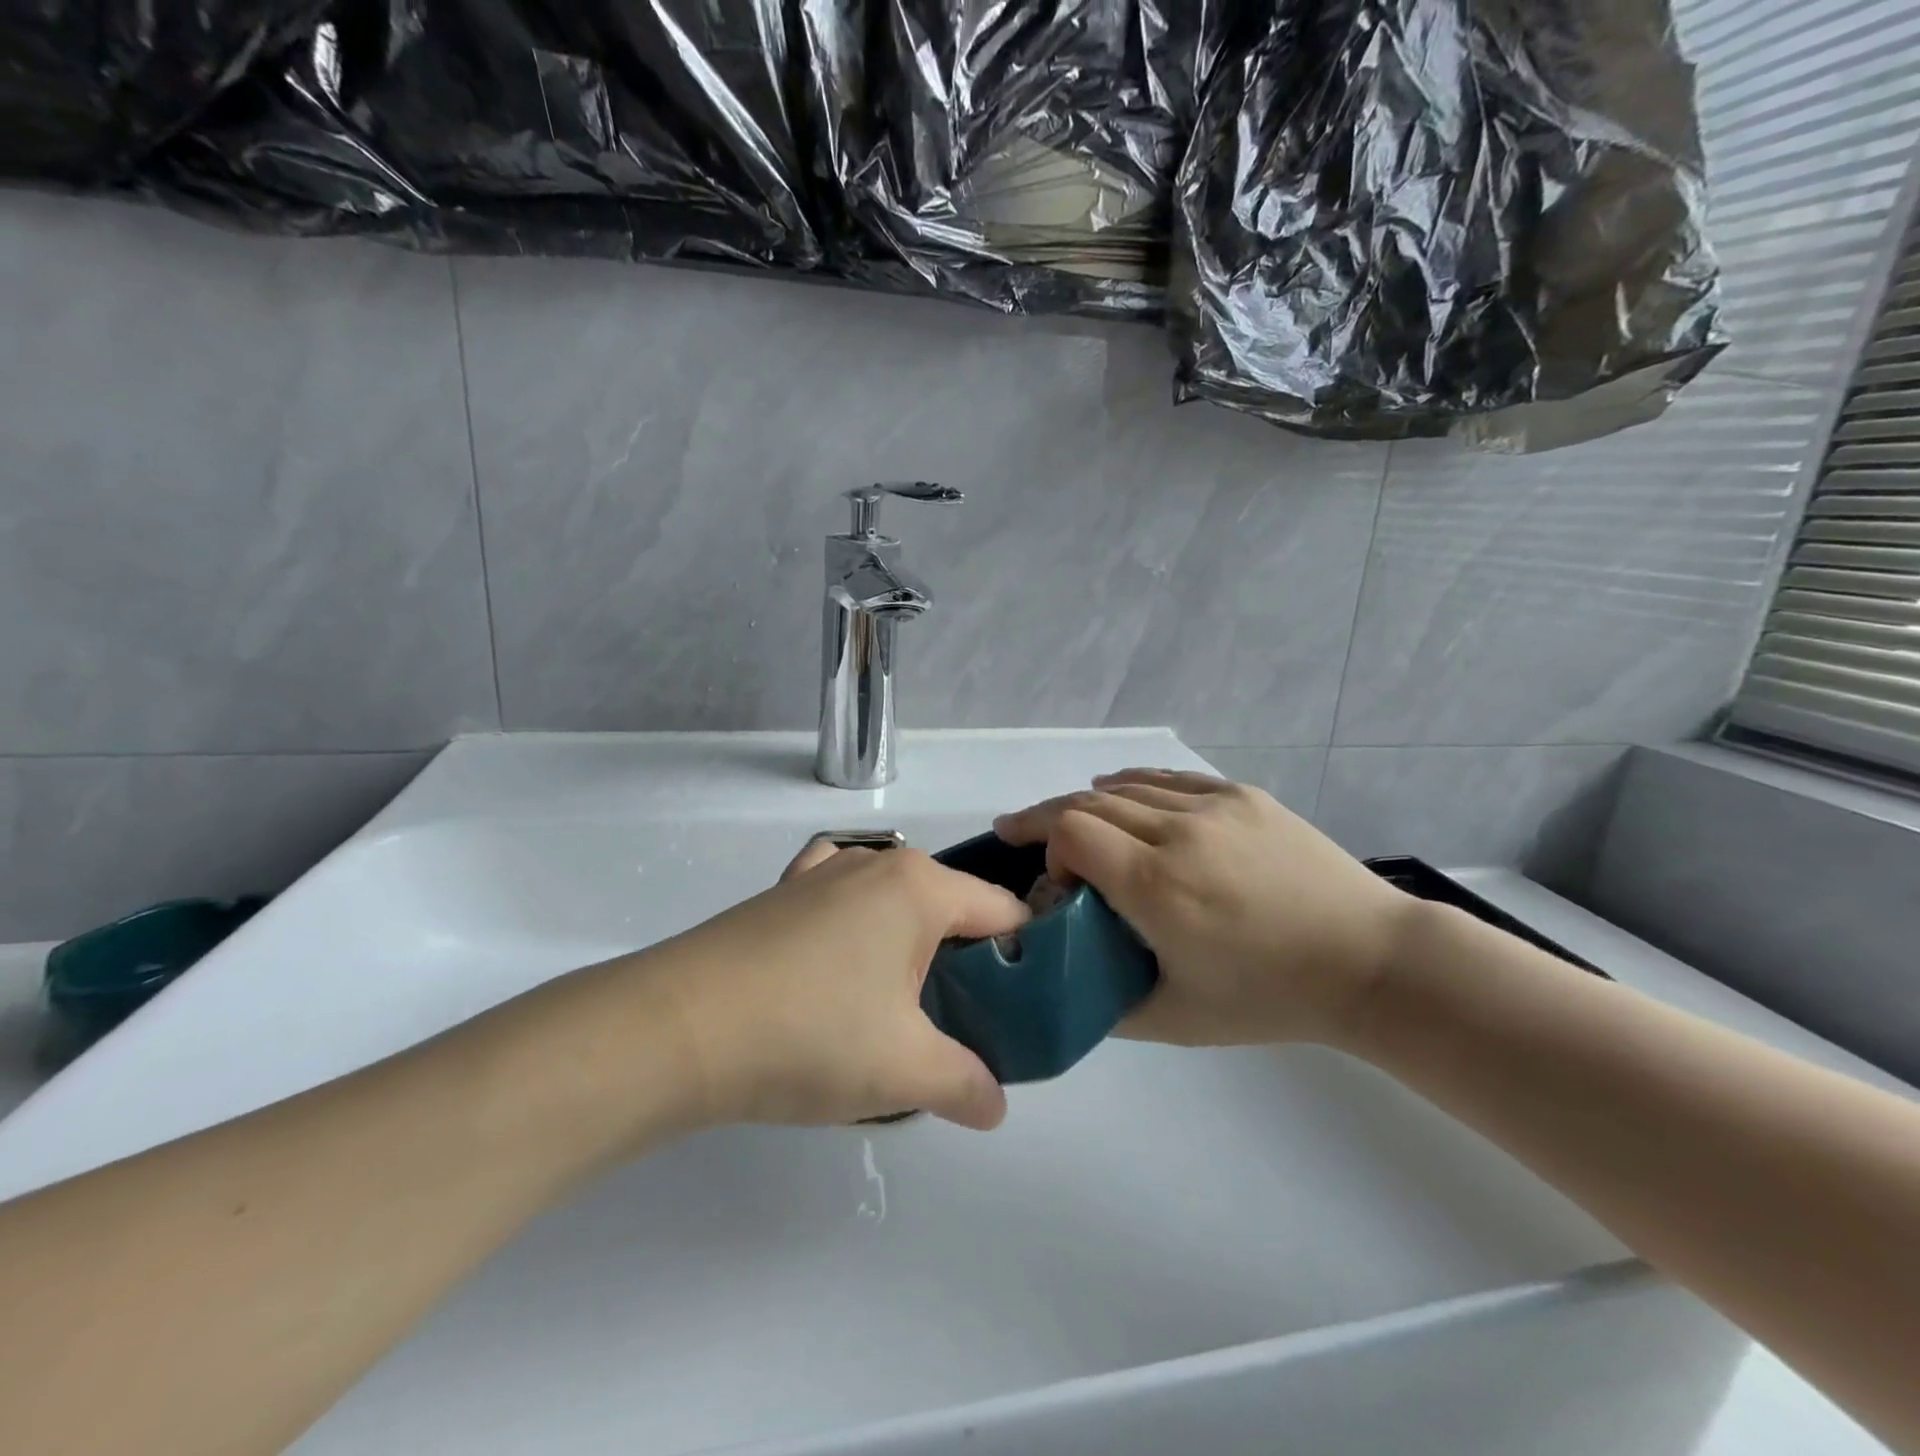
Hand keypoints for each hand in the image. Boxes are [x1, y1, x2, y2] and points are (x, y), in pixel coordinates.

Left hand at [641, 841, 1028, 1131]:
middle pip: (950, 908)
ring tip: (904, 1012)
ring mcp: (823, 871)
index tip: (1025, 1012)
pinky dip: (859, 928)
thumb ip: (967, 1085)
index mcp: (919, 886)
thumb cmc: (810, 1035)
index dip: (1025, 959)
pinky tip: (845, 965)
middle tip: (966, 1026)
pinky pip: (843, 901)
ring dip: (912, 951)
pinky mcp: (781, 893)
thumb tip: (995, 1106)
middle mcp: (876, 863)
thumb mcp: (904, 1071)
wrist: (677, 1028)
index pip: (1003, 911)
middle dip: (968, 964)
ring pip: (896, 905)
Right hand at [992, 769, 1416, 1047]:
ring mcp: (1213, 807)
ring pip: (1125, 787)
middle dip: (1048, 819)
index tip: (1055, 881)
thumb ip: (1105, 1002)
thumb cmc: (1270, 998)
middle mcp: (1176, 832)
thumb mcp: (1176, 1019)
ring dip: (1087, 802)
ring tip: (1069, 820)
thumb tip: (1063, 981)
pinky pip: (1169, 780)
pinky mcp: (1242, 796)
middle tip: (1023, 834)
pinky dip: (1133, 785)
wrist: (1369, 961)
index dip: (1045, 846)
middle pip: (1087, 802)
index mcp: (1154, 885)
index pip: (1068, 830)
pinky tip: (1120, 792)